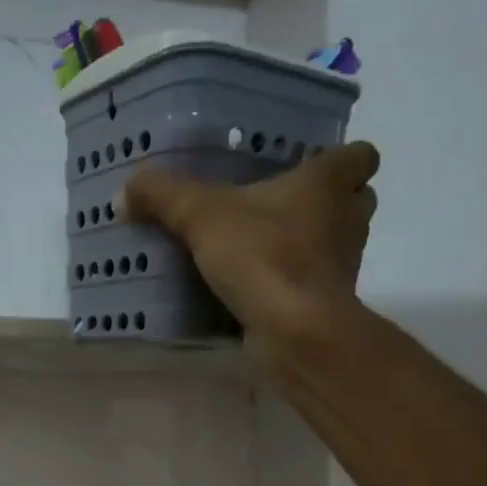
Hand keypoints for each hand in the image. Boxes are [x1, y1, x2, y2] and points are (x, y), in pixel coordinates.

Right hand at [121, 142, 380, 349]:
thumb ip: (162, 196)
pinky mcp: (329, 304)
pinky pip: (314, 284)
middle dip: (327, 203)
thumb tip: (125, 192)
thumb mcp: (200, 216)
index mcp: (329, 183)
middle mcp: (348, 219)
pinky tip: (258, 290)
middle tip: (281, 208)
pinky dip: (294, 284)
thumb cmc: (263, 256)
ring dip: (310, 245)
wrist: (295, 330)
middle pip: (355, 200)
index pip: (361, 155)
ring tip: (264, 249)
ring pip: (336, 244)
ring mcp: (344, 265)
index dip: (342, 158)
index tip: (310, 166)